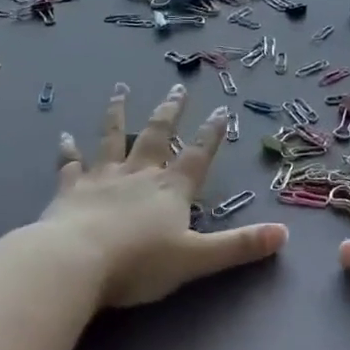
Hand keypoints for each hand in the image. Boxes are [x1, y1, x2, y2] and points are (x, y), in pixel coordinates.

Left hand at [42, 83, 287, 308]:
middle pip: (157, 135)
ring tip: (120, 90)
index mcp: (171, 189)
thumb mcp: (197, 258)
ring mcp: (103, 177)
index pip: (198, 155)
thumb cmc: (140, 262)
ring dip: (118, 114)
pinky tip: (64, 136)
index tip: (220, 109)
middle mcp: (139, 174)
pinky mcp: (71, 190)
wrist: (76, 262)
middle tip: (177, 87)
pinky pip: (71, 164)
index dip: (211, 134)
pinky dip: (69, 150)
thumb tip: (284, 234)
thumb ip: (239, 246)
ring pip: (112, 138)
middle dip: (169, 111)